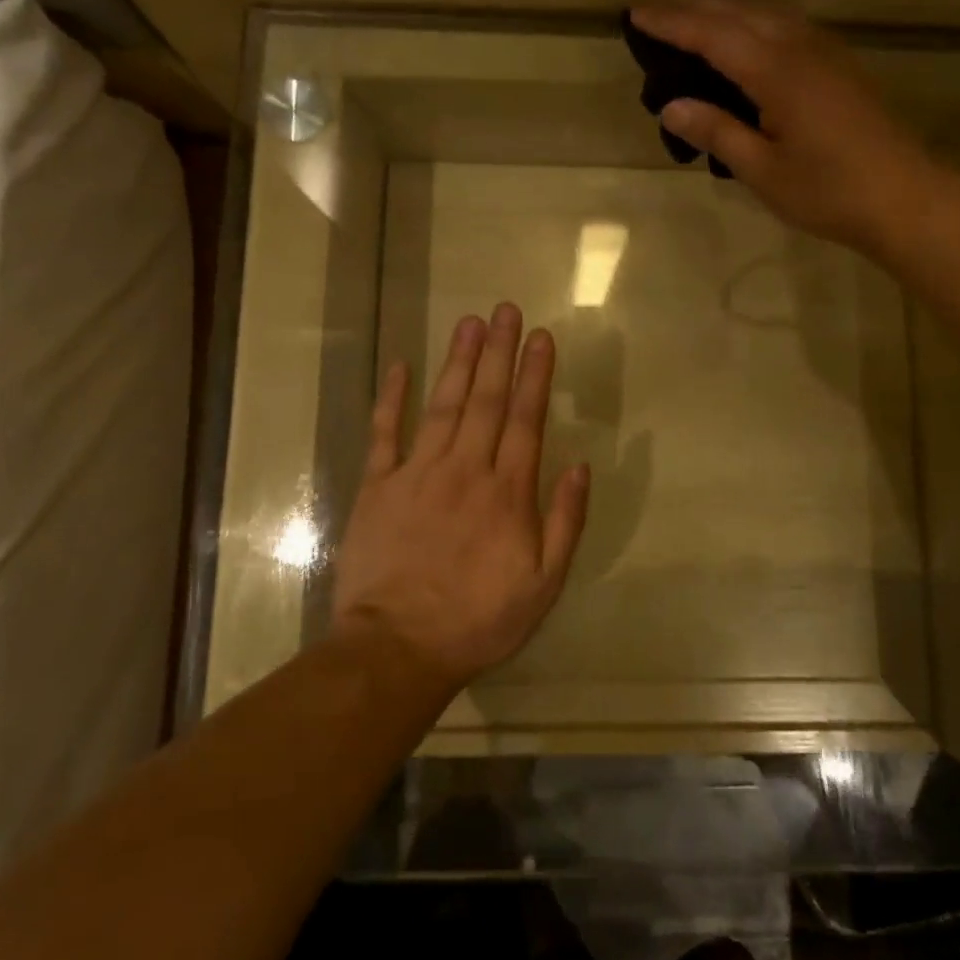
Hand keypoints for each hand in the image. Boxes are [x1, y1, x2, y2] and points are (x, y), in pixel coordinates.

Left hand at [331, 303, 590, 690]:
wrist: (398, 649)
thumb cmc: (478, 620)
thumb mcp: (543, 584)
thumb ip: (564, 521)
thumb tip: (580, 466)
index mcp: (507, 492)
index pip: (526, 419)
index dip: (535, 375)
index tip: (541, 337)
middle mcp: (466, 469)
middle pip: (487, 400)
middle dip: (500, 351)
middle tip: (506, 310)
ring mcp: (418, 473)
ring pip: (444, 405)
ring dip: (459, 361)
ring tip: (470, 323)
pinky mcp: (378, 486)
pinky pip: (385, 433)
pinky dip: (392, 398)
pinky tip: (400, 365)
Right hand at [631, 0, 944, 256]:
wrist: (905, 198)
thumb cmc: (829, 192)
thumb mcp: (763, 171)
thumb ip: (718, 132)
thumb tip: (671, 106)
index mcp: (777, 72)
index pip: (713, 35)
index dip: (672, 22)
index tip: (635, 13)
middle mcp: (800, 47)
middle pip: (739, 11)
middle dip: (692, 4)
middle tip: (653, 8)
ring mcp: (825, 51)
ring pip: (765, 11)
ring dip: (723, 6)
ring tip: (689, 13)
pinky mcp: (838, 63)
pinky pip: (785, 24)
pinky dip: (751, 19)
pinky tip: (744, 34)